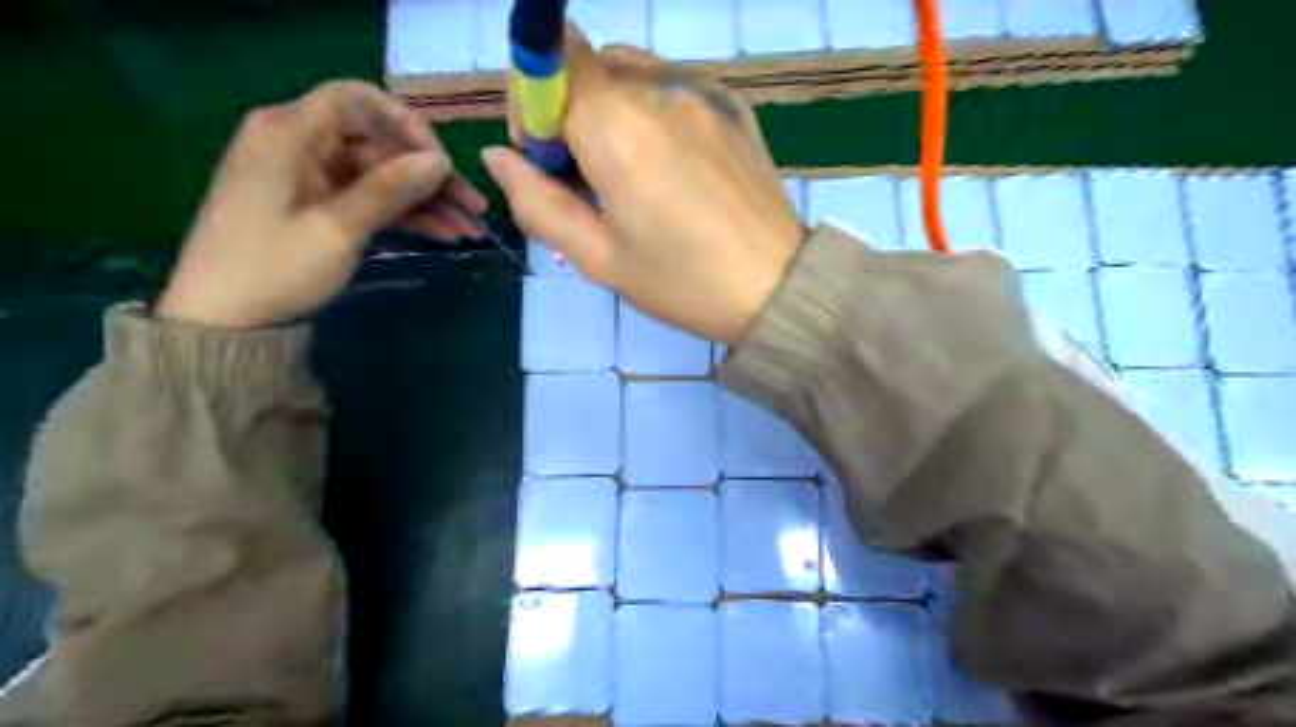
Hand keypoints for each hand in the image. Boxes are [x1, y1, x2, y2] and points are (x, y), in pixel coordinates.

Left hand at [154, 81, 486, 326]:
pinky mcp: (321, 204)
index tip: (442, 162)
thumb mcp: (339, 228)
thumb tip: (440, 161)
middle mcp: (301, 143)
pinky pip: (372, 198)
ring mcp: (313, 176)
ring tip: (471, 228)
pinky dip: (407, 215)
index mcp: (290, 132)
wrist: (225, 319)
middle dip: (430, 175)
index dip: (406, 124)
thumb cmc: (275, 268)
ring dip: (427, 200)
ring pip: (384, 175)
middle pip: (379, 144)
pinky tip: (445, 233)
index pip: (357, 100)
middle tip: (475, 207)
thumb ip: (390, 189)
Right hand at [485, 32, 807, 342]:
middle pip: (589, 64)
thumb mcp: (599, 257)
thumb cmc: (682, 282)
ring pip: (631, 72)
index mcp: (617, 127)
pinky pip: (672, 89)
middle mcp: (660, 91)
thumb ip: (537, 203)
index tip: (546, 161)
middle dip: (569, 111)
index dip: (532, 104)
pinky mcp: (732, 106)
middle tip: (586, 179)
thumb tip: (498, 158)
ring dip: (610, 110)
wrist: (778, 288)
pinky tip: (670, 168)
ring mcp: (703, 93)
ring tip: (629, 175)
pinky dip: (652, 114)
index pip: (550, 61)